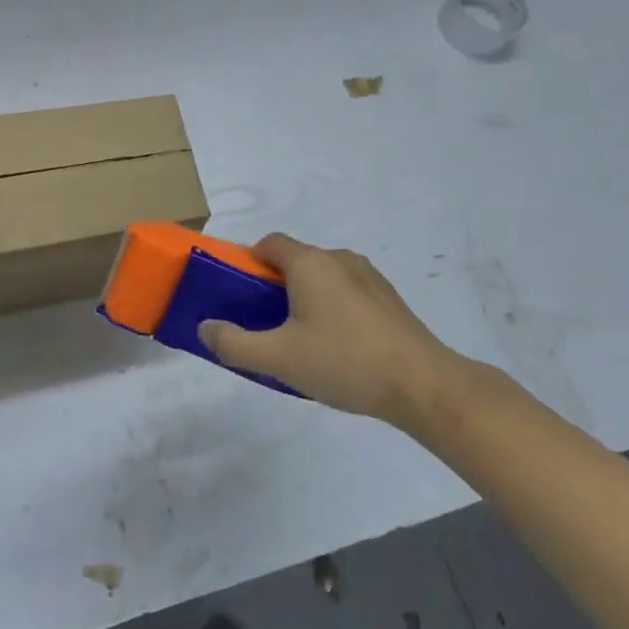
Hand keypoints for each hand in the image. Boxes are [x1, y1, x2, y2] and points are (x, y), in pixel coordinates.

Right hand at [198, 234, 452, 423]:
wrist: (422, 384)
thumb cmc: (343, 362)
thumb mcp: (278, 358)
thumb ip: (234, 343)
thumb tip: (205, 327)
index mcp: (309, 262)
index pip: (269, 244)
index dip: (249, 263)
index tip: (240, 295)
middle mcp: (338, 258)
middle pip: (295, 260)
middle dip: (275, 286)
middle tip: (266, 325)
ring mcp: (369, 276)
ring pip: (323, 277)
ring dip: (306, 298)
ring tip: (302, 341)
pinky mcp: (389, 299)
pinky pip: (347, 292)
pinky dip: (333, 308)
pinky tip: (338, 349)